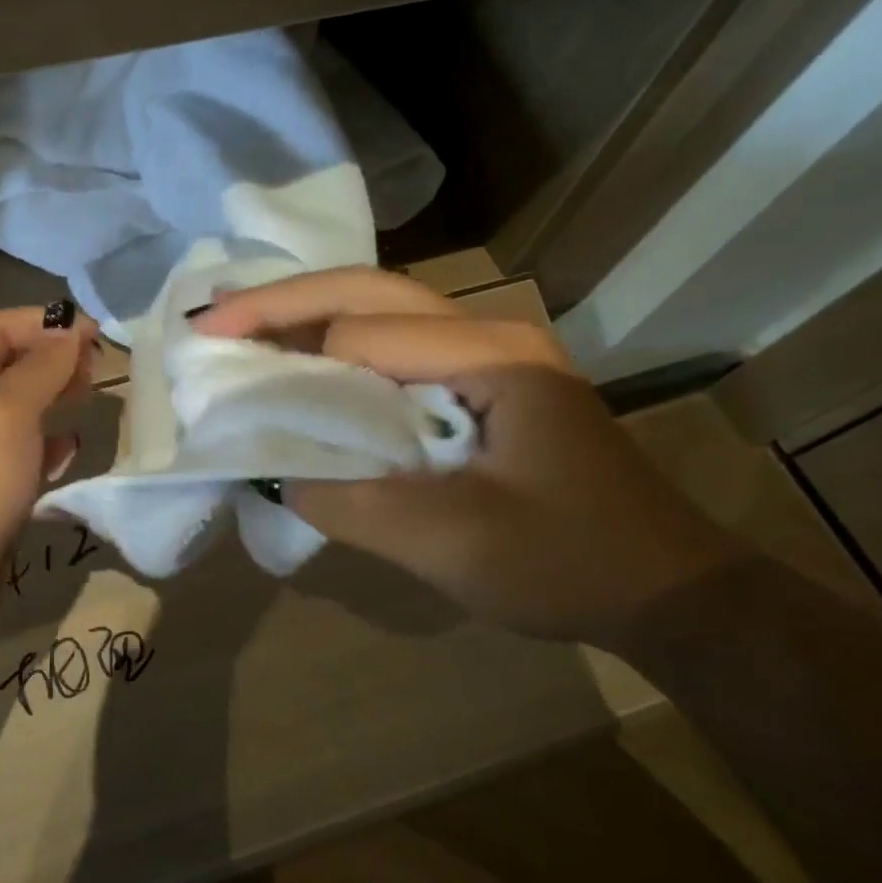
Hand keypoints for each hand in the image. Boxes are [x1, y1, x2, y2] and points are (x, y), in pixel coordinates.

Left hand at [0, 304, 97, 660]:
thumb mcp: (6, 414)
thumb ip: (41, 370)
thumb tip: (70, 334)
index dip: (39, 321)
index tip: (91, 334)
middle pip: (8, 367)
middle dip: (52, 357)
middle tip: (97, 367)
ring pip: (20, 411)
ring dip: (55, 397)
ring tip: (92, 397)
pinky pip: (24, 456)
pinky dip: (50, 445)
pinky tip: (72, 450)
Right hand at [192, 267, 743, 644]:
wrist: (669, 591)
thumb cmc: (568, 564)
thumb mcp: (451, 543)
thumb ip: (352, 502)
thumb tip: (276, 469)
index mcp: (490, 357)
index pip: (365, 332)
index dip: (289, 354)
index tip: (223, 377)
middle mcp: (488, 333)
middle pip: (369, 291)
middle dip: (284, 301)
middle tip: (213, 318)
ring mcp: (489, 354)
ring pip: (380, 309)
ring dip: (307, 314)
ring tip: (241, 323)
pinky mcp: (483, 382)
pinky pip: (395, 347)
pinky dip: (337, 348)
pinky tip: (301, 361)